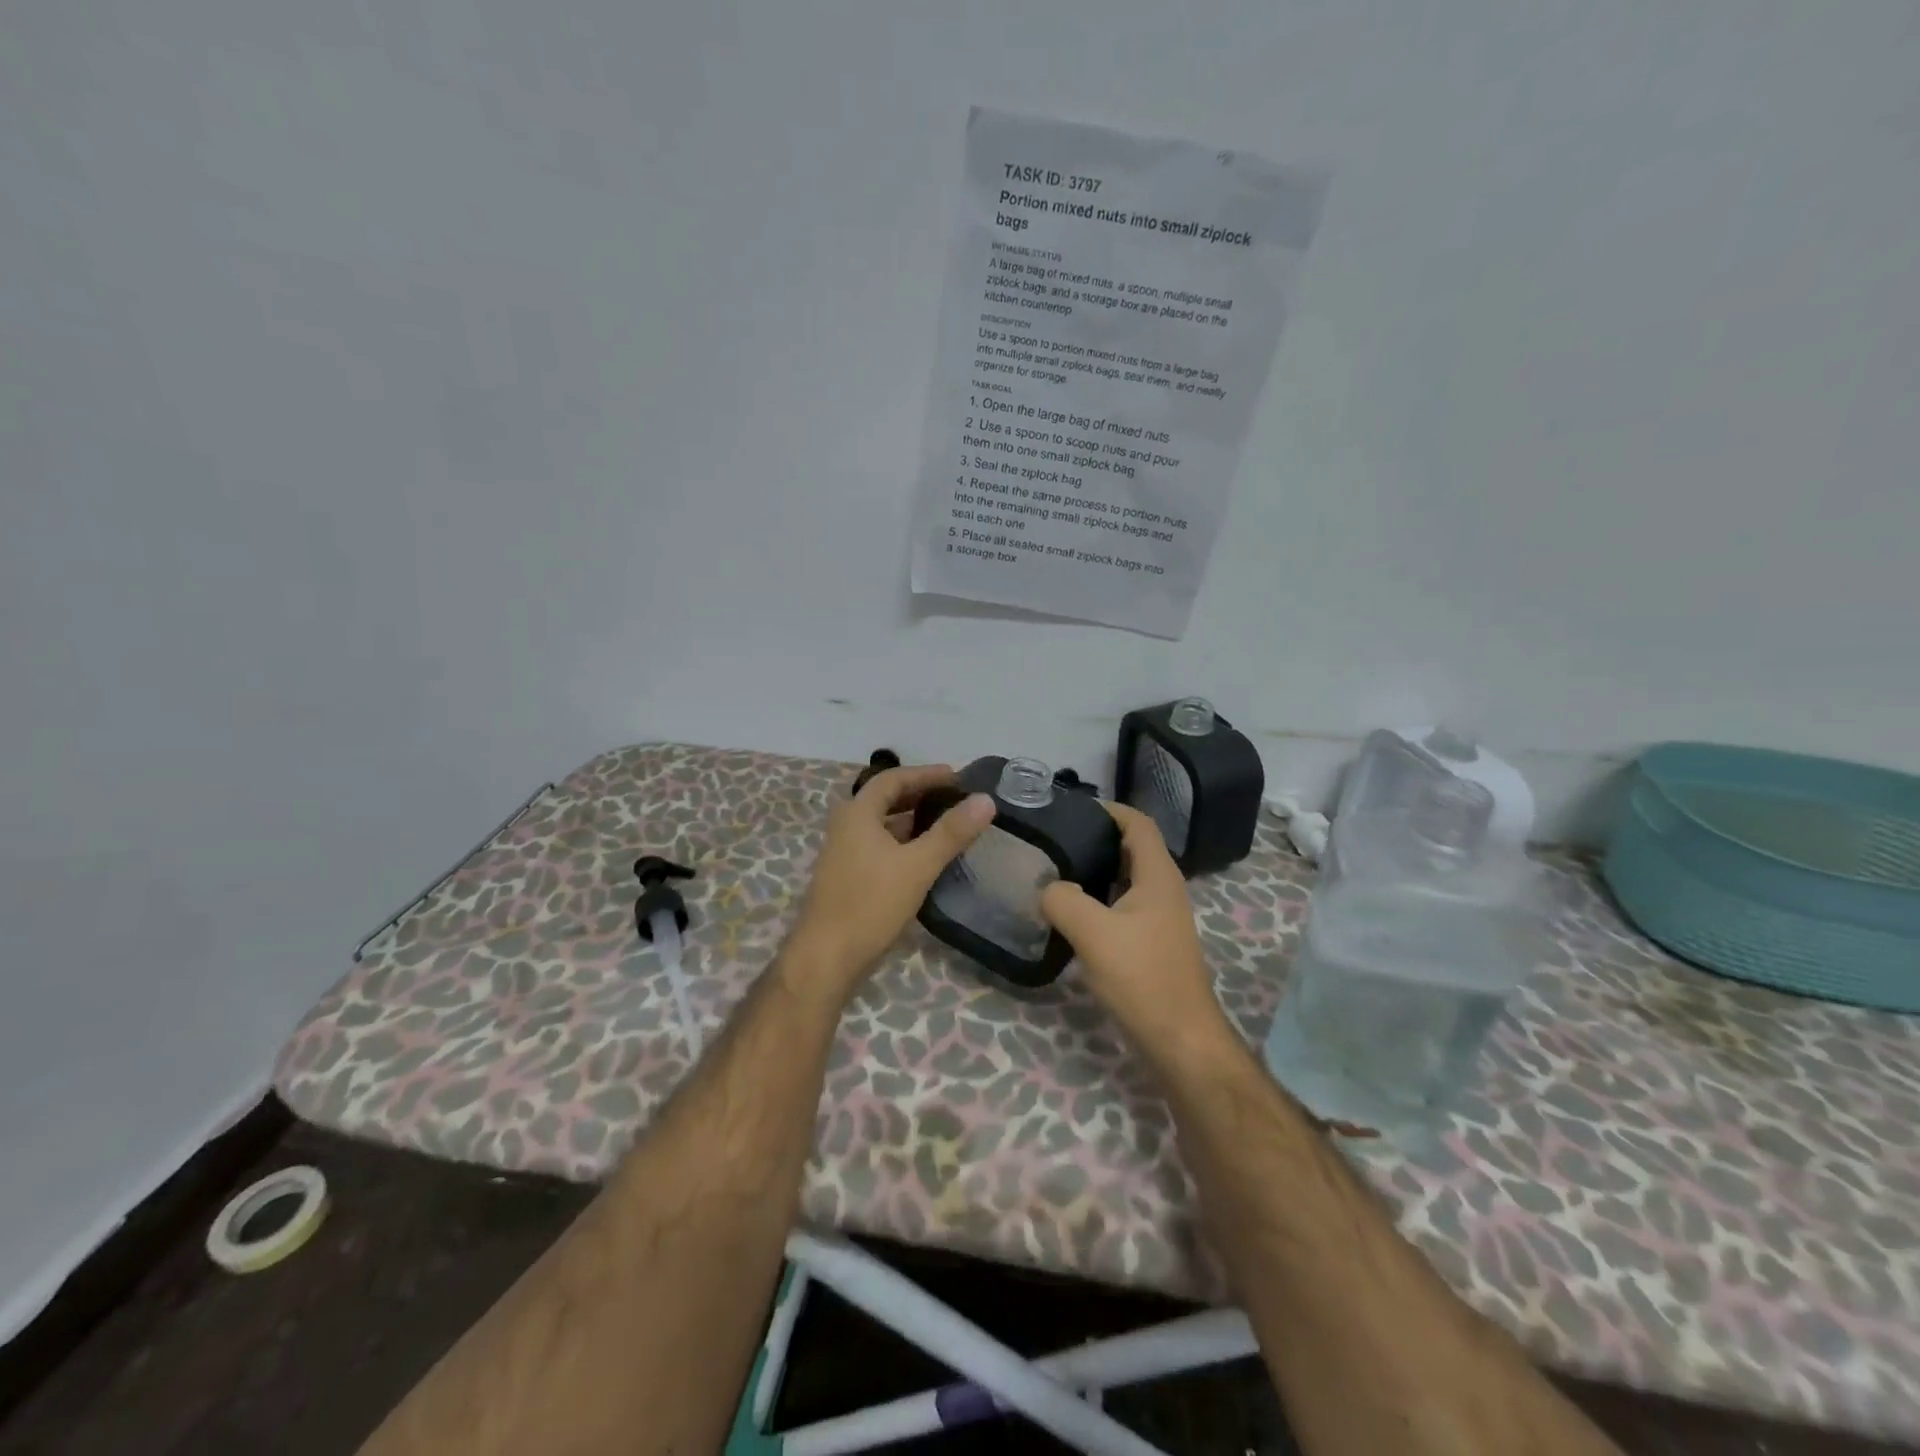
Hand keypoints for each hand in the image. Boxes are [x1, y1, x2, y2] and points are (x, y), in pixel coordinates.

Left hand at [786, 763, 995, 997]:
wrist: (826, 958)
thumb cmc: (870, 904)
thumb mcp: (918, 865)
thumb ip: (951, 832)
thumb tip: (985, 799)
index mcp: (857, 813)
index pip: (892, 778)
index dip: (925, 774)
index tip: (957, 776)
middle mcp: (846, 826)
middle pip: (885, 799)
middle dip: (920, 795)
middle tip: (955, 798)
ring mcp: (843, 853)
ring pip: (882, 826)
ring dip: (912, 821)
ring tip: (947, 825)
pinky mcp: (847, 877)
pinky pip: (879, 847)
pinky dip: (903, 843)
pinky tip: (925, 858)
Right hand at [1041, 802, 1224, 1050]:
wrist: (1179, 1040)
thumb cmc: (1142, 977)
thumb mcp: (1093, 933)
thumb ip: (1063, 899)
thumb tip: (1048, 888)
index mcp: (1158, 875)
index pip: (1138, 823)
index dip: (1110, 809)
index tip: (1071, 809)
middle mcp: (1164, 889)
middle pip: (1132, 848)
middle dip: (1097, 838)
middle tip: (1056, 839)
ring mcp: (1160, 918)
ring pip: (1126, 879)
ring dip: (1096, 870)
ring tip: (1056, 870)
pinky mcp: (1152, 943)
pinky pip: (1123, 906)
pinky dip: (1099, 899)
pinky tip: (1072, 912)